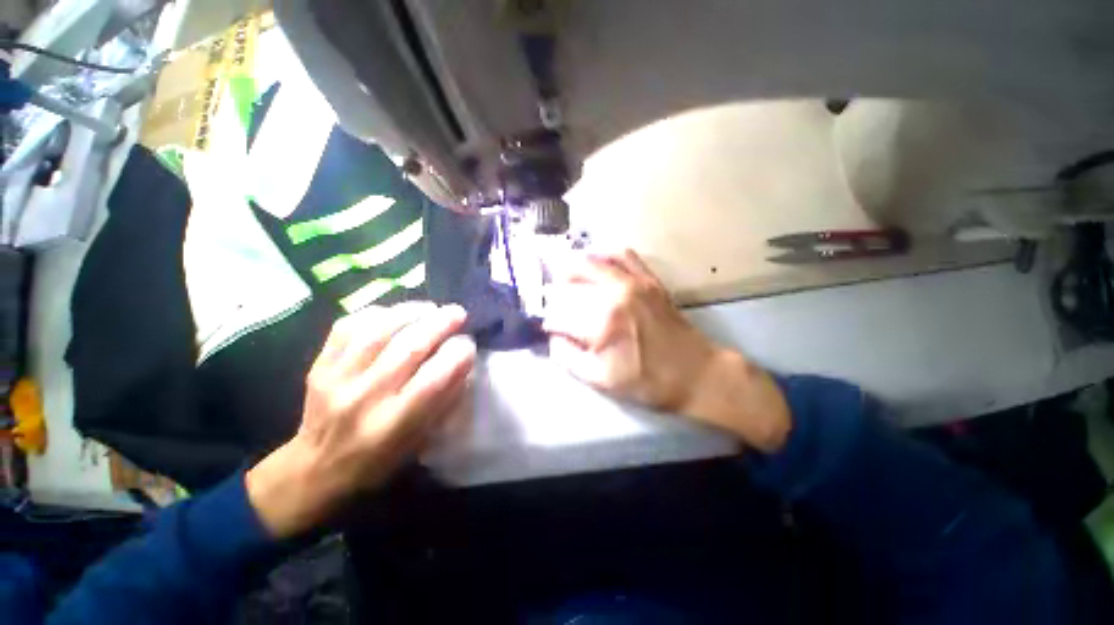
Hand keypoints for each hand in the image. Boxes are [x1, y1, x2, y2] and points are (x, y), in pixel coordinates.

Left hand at [246, 302, 474, 538]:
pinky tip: (394, 313)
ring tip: (429, 308)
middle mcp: (366, 398)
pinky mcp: (319, 365)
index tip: (469, 344)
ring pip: (378, 330)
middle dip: (440, 323)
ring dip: (410, 312)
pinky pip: (348, 327)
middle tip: (457, 313)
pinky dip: (376, 313)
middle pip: (409, 347)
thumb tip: (464, 359)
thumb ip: (445, 397)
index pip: (435, 379)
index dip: (458, 354)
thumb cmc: (379, 459)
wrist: (316, 468)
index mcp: (395, 423)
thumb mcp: (421, 439)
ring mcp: (337, 379)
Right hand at [543, 250, 790, 452]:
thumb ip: (568, 357)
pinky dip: (604, 256)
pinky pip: (623, 255)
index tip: (550, 330)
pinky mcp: (649, 279)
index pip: (560, 313)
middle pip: (571, 276)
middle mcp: (615, 293)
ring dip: (574, 267)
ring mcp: (634, 281)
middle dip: (555, 289)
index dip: (549, 322)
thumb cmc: (648, 381)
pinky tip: (598, 265)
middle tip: (552, 300)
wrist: (696, 373)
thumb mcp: (601, 380)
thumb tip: (553, 337)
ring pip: (593, 260)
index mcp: (603, 321)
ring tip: (566, 279)